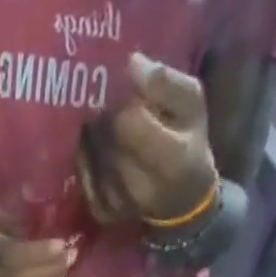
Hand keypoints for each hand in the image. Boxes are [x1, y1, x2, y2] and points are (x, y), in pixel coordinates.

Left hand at [79, 53, 218, 225]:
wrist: (182, 198)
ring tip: (107, 124)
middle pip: (105, 139)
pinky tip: (98, 146)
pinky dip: (87, 157)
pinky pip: (84, 177)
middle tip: (112, 106)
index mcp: (169, 158)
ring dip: (95, 135)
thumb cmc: (189, 141)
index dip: (120, 101)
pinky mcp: (102, 213)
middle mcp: (139, 188)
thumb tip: (130, 63)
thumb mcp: (191, 102)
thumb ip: (163, 82)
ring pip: (92, 156)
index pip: (125, 122)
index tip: (124, 92)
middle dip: (106, 117)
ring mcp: (118, 205)